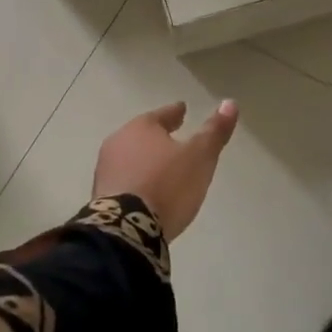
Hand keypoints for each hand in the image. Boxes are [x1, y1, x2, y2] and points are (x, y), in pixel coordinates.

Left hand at [94, 100, 240, 241]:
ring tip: (160, 167)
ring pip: (130, 157)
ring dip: (145, 159)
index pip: (162, 115)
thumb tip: (230, 103)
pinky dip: (136, 180)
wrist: (126, 229)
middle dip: (157, 136)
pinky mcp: (101, 195)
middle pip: (142, 134)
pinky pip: (124, 180)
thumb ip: (214, 132)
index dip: (175, 113)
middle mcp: (118, 142)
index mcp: (141, 127)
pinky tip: (145, 191)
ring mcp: (106, 169)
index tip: (182, 109)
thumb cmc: (166, 185)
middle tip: (172, 137)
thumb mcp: (199, 157)